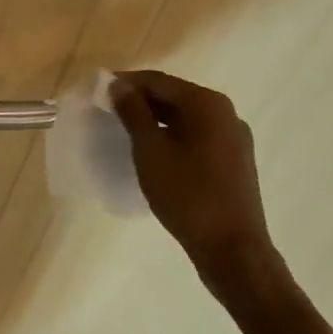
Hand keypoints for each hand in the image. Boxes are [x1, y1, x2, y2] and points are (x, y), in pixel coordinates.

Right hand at [109, 70, 285, 305]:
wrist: (234, 252)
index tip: (97, 92)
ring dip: (155, 120)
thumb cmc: (187, 195)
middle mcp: (225, 113)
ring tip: (126, 132)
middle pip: (174, 96)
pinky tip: (154, 152)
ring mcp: (234, 139)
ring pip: (185, 118)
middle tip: (108, 112)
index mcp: (207, 104)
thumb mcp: (150, 150)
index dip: (125, 83)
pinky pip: (197, 136)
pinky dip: (173, 136)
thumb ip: (133, 112)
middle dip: (140, 101)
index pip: (157, 81)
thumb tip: (119, 86)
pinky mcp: (235, 161)